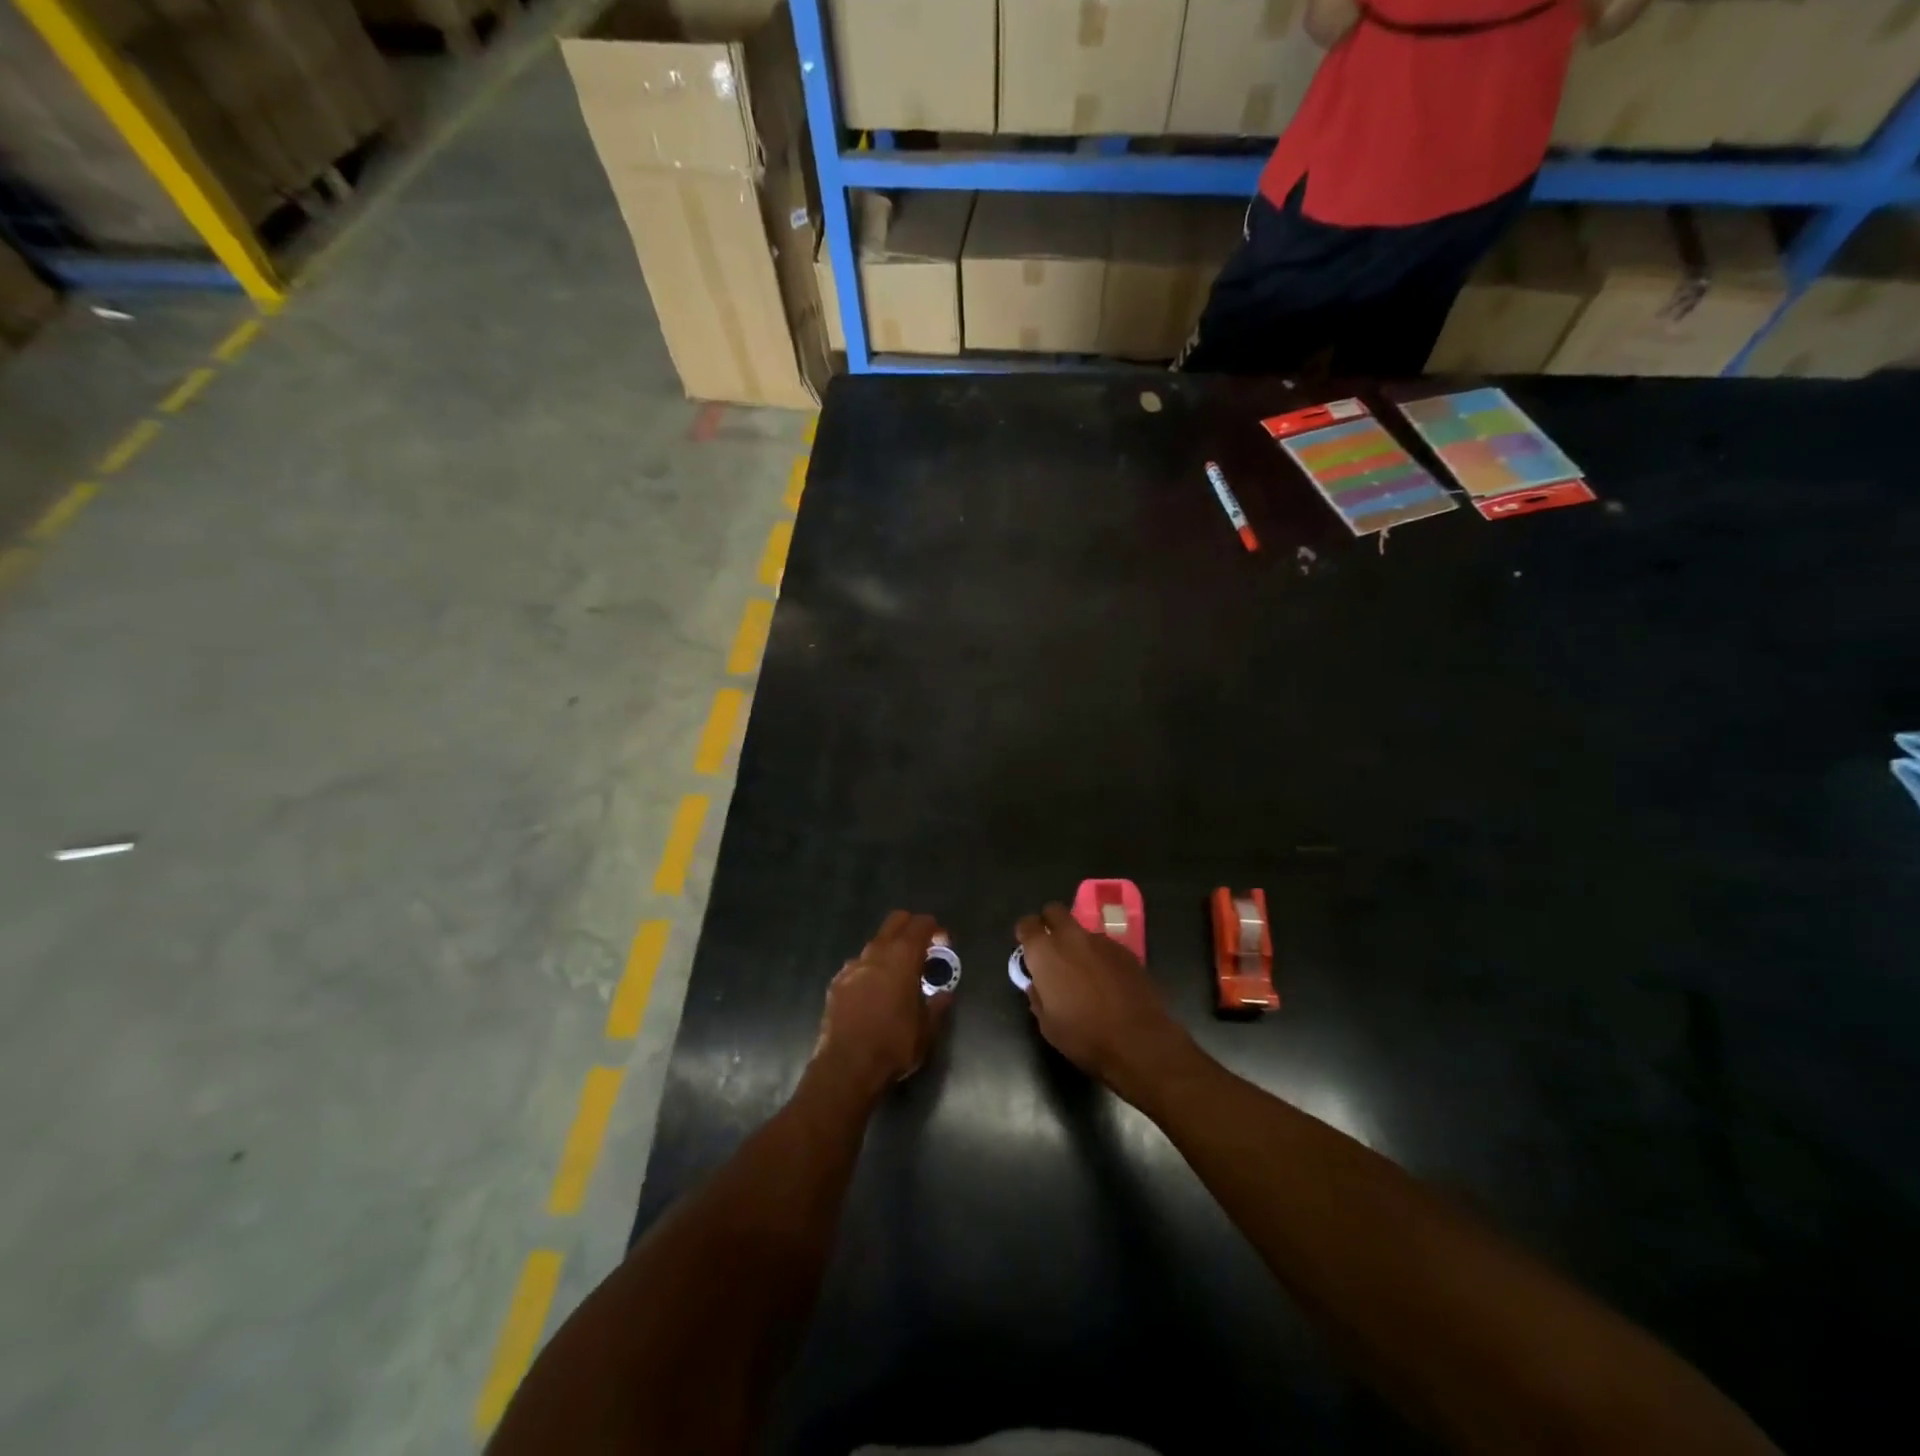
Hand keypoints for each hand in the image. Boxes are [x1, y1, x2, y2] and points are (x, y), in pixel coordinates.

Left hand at [813, 910, 952, 1098]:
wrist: (846, 1067)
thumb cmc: (894, 1045)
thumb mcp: (927, 1030)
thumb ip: (937, 1005)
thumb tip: (944, 994)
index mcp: (902, 957)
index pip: (921, 924)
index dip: (935, 929)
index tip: (943, 944)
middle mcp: (876, 952)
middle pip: (895, 921)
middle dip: (911, 927)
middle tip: (923, 950)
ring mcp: (852, 966)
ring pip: (875, 944)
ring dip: (889, 951)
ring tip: (897, 978)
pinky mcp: (836, 983)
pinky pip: (858, 966)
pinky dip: (870, 971)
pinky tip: (873, 994)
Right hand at [1016, 903, 1195, 1098]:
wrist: (1138, 1041)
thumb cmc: (1084, 1036)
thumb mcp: (1047, 1024)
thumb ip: (1037, 995)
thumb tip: (1037, 984)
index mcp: (1045, 952)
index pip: (1027, 924)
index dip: (1025, 934)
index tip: (1027, 949)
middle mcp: (1071, 937)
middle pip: (1054, 911)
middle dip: (1049, 923)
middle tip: (1052, 949)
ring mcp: (1101, 940)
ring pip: (1081, 930)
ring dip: (1077, 943)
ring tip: (1084, 972)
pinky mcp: (1125, 950)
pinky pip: (1104, 945)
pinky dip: (1099, 956)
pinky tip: (1107, 980)